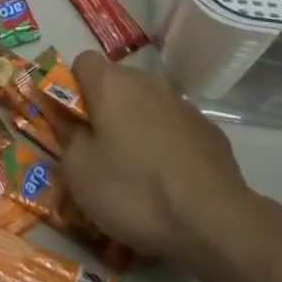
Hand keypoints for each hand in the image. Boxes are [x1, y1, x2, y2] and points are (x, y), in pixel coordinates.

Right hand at [59, 52, 255, 260]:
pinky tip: (168, 180)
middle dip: (104, 109)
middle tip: (99, 152)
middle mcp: (148, 81)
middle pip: (115, 83)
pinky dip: (165, 143)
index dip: (72, 89)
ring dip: (136, 126)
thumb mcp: (79, 171)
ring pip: (146, 105)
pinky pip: (174, 127)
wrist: (213, 219)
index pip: (82, 62)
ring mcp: (182, 103)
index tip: (73, 124)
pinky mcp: (208, 129)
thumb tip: (72, 123)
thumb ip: (68, 137)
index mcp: (111, 83)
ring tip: (136, 171)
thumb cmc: (133, 190)